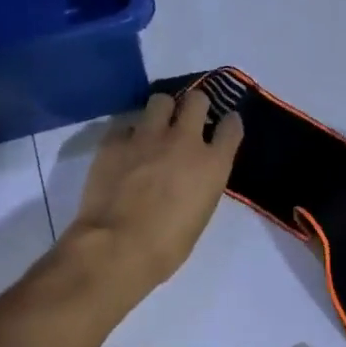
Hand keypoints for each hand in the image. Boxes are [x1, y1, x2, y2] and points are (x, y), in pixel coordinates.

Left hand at [67, 89, 243, 293]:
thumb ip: (202, 184)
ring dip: (162, 110)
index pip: (231, 127)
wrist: (118, 246)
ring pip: (160, 100)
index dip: (229, 123)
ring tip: (156, 125)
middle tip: (189, 118)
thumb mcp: (200, 213)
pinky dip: (129, 134)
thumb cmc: (168, 245)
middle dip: (195, 105)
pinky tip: (126, 149)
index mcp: (212, 164)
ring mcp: (147, 137)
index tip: (225, 125)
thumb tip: (192, 176)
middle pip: (197, 100)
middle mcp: (184, 141)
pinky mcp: (115, 141)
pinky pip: (126, 125)